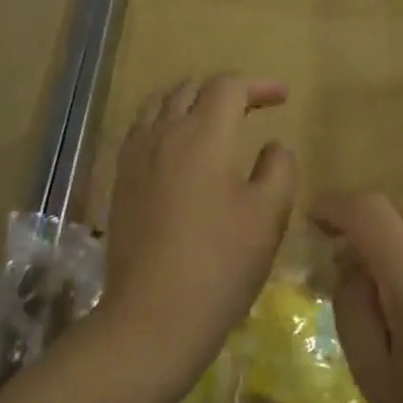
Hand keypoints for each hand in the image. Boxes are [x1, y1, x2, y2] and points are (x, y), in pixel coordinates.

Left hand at [101, 74, 296, 397]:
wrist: (153, 317)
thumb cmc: (221, 262)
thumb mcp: (269, 213)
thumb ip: (279, 167)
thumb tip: (273, 146)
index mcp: (204, 134)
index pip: (229, 86)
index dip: (259, 85)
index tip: (283, 97)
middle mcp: (164, 134)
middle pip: (192, 88)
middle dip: (225, 89)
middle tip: (252, 106)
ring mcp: (135, 157)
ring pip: (160, 104)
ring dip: (191, 100)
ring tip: (213, 118)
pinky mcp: (120, 182)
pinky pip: (141, 130)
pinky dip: (164, 122)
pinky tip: (177, 148)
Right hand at [314, 194, 402, 402]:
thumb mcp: (374, 375)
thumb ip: (351, 307)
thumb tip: (348, 260)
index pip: (369, 211)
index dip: (337, 206)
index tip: (316, 219)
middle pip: (396, 203)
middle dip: (364, 216)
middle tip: (347, 249)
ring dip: (398, 230)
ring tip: (393, 275)